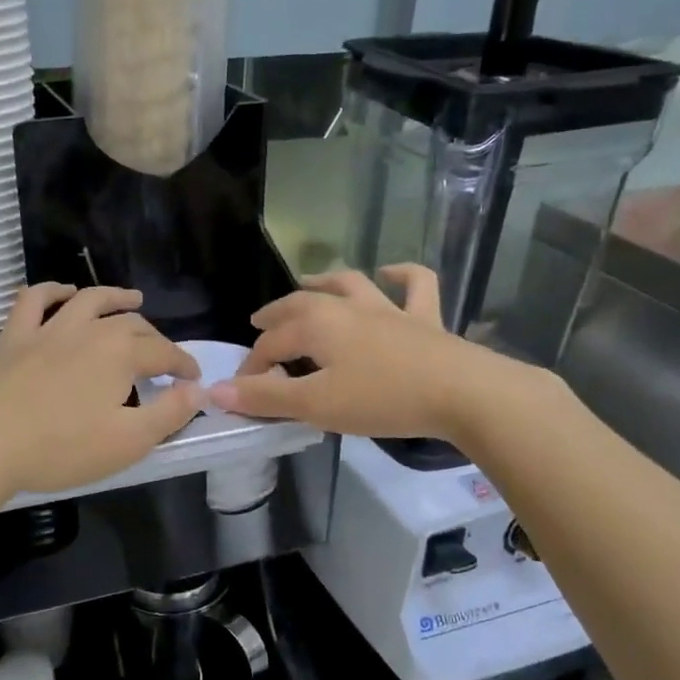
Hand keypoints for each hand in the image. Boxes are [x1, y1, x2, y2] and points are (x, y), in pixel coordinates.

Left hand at [0, 284, 201, 497]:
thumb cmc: (60, 449)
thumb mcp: (127, 442)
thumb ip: (169, 414)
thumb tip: (198, 390)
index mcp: (119, 354)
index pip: (164, 353)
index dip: (183, 365)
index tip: (193, 378)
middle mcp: (88, 330)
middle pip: (131, 324)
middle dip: (154, 337)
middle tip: (163, 355)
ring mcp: (47, 328)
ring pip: (88, 300)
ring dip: (114, 297)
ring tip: (132, 299)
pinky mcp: (13, 336)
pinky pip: (34, 300)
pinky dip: (53, 291)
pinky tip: (63, 292)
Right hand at [207, 265, 499, 440]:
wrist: (463, 393)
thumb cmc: (383, 399)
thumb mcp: (316, 405)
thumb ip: (266, 397)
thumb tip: (216, 391)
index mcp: (317, 325)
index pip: (271, 345)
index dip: (253, 368)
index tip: (243, 392)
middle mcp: (348, 307)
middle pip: (302, 304)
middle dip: (276, 315)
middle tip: (259, 322)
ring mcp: (389, 309)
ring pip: (350, 284)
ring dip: (325, 281)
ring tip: (308, 283)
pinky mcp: (425, 319)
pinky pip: (416, 287)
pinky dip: (402, 277)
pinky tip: (391, 274)